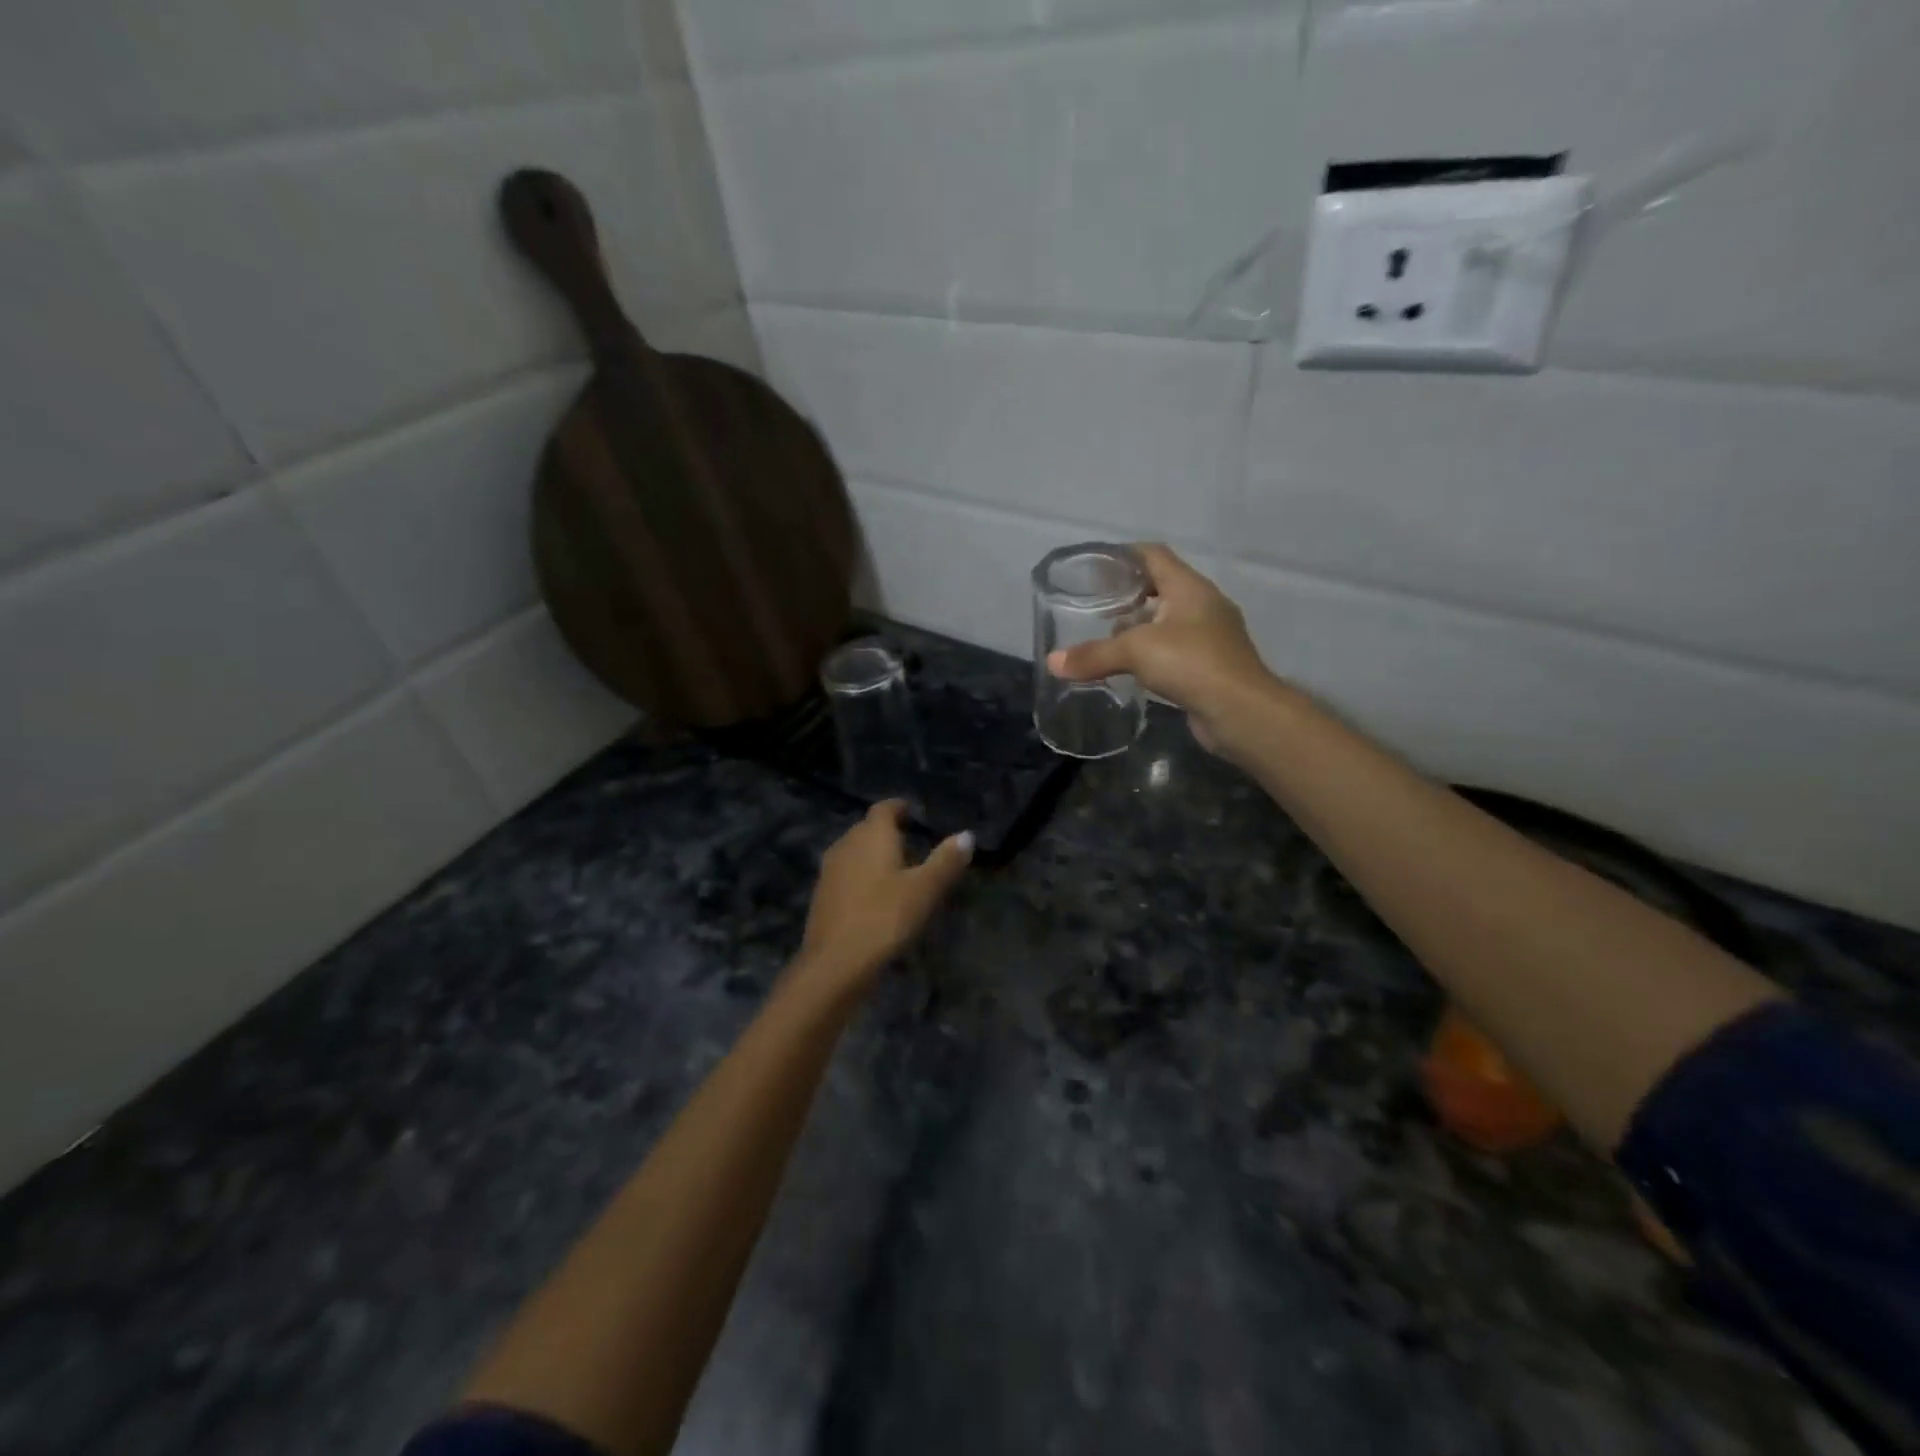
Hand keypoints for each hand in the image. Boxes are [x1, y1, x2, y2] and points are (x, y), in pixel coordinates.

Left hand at [797, 801, 972, 991]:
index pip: (884, 808)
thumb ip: (946, 860)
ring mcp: (829, 870)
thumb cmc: (885, 918)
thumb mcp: (924, 890)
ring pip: (854, 851)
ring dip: (873, 856)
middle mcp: (846, 844)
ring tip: (896, 871)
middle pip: (867, 828)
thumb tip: (966, 835)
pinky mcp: (822, 895)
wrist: (835, 963)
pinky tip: (874, 897)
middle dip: (888, 832)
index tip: (913, 813)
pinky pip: (846, 874)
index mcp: (872, 835)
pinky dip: (861, 876)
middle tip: (912, 844)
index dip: (899, 808)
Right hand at [1047, 544, 1278, 754]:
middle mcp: (1203, 605)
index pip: (1154, 555)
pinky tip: (1130, 667)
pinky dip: (1151, 652)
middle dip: (1128, 594)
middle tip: (1094, 605)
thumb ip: (1093, 654)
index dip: (1124, 555)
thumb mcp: (1135, 651)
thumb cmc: (1191, 663)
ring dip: (1140, 626)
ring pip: (1168, 620)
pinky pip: (1175, 648)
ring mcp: (1211, 636)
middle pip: (1161, 587)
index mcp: (1189, 587)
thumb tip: (1052, 663)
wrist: (1241, 711)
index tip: (1096, 566)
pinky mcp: (1211, 665)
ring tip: (1106, 636)